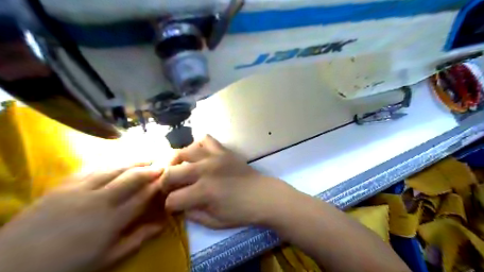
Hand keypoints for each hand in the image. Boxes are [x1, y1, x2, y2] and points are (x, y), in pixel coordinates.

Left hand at [0, 164, 163, 271]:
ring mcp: (80, 189)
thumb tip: (162, 225)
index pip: (143, 195)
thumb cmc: (68, 265)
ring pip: (114, 169)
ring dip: (133, 162)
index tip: (168, 177)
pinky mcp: (64, 185)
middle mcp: (100, 199)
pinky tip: (117, 160)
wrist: (13, 265)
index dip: (158, 184)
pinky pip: (92, 168)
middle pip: (131, 177)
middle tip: (162, 162)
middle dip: (150, 168)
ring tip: (146, 157)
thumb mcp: (107, 259)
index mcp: (113, 220)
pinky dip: (109, 162)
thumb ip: (137, 239)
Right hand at [162, 135, 290, 227]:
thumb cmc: (241, 212)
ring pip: (185, 151)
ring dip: (178, 161)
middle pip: (171, 172)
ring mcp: (215, 157)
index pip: (173, 199)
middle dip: (165, 183)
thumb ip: (192, 215)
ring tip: (181, 168)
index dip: (169, 205)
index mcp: (203, 192)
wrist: (263, 196)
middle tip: (172, 187)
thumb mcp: (214, 222)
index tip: (173, 207)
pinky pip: (206, 139)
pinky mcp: (224, 150)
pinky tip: (200, 155)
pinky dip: (199, 146)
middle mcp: (205, 171)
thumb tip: (179, 205)